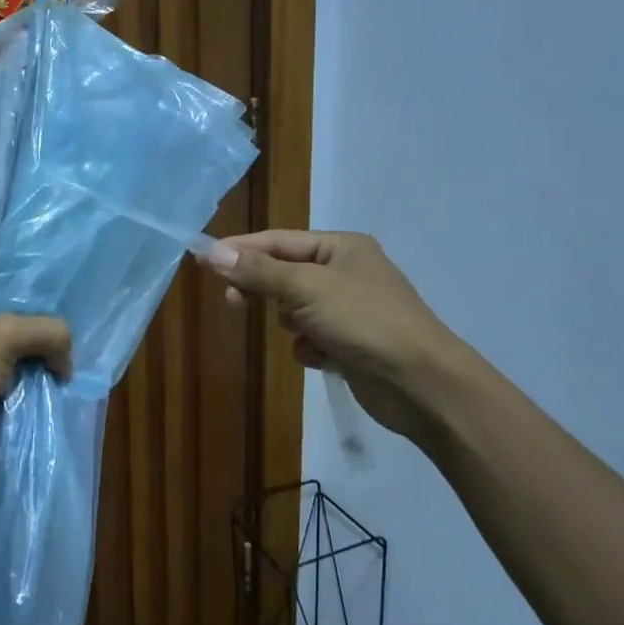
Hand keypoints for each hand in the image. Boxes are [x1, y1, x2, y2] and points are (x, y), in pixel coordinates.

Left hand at [0, 305, 71, 496]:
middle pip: (24, 344)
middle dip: (49, 355)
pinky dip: (33, 414)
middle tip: (76, 366)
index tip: (73, 329)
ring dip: (43, 389)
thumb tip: (66, 362)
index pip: (16, 305)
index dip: (44, 314)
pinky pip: (18, 409)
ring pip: (24, 380)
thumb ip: (46, 332)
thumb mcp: (4, 335)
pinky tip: (55, 415)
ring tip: (71, 394)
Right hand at [200, 230, 483, 460]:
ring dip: (292, 322)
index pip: (278, 241)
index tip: (203, 259)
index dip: (240, 249)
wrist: (421, 383)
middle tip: (231, 301)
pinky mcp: (351, 343)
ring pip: (296, 308)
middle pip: (285, 273)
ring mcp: (351, 309)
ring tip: (302, 333)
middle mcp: (346, 272)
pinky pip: (311, 337)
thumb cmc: (364, 321)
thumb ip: (258, 272)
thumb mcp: (306, 289)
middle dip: (263, 288)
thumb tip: (211, 251)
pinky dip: (310, 347)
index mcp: (342, 247)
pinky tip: (322, 357)